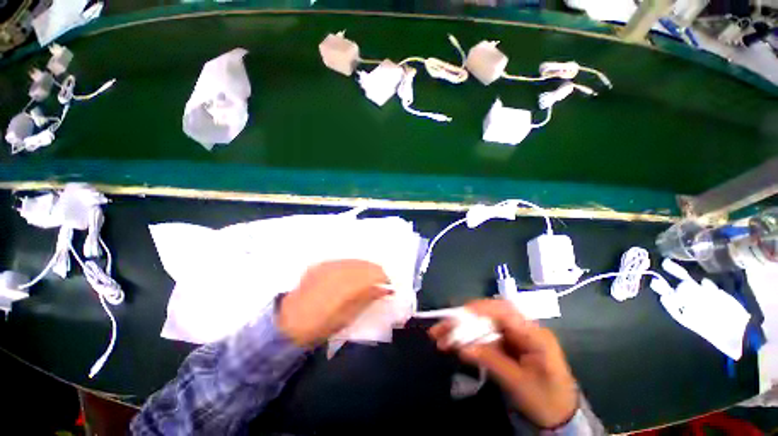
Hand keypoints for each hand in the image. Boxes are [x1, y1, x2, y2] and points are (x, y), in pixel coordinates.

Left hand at [278, 260, 389, 346]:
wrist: (288, 323)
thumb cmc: (321, 324)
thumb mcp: (348, 316)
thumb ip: (368, 298)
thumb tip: (385, 289)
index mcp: (347, 283)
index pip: (374, 273)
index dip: (384, 279)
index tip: (389, 288)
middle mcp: (339, 268)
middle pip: (366, 265)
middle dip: (376, 273)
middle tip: (380, 284)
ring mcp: (329, 265)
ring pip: (355, 261)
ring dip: (365, 269)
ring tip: (367, 280)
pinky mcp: (321, 265)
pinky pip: (343, 261)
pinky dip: (352, 267)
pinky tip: (351, 276)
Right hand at [429, 300, 577, 428]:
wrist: (559, 415)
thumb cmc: (546, 400)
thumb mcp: (519, 384)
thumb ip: (492, 362)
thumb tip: (463, 347)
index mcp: (534, 334)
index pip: (504, 311)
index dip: (480, 309)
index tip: (458, 315)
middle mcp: (521, 328)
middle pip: (488, 315)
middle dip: (463, 319)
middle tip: (441, 328)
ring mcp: (512, 335)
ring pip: (481, 324)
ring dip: (460, 329)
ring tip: (439, 336)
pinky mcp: (504, 342)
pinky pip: (482, 335)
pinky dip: (466, 339)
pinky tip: (452, 343)